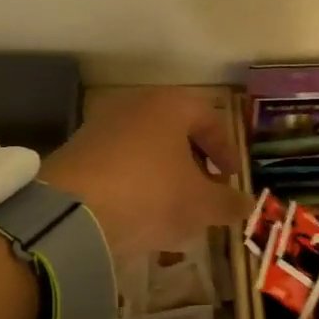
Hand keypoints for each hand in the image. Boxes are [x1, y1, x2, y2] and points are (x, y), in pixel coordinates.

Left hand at [41, 89, 250, 255]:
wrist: (71, 213)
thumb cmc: (151, 196)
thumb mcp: (201, 205)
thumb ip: (228, 203)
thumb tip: (247, 204)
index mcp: (170, 106)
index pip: (209, 118)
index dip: (226, 149)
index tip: (230, 178)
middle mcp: (134, 105)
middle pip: (175, 129)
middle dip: (194, 161)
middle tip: (204, 190)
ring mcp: (101, 126)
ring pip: (145, 146)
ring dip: (164, 172)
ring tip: (172, 206)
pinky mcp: (76, 151)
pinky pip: (118, 162)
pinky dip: (135, 181)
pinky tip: (138, 211)